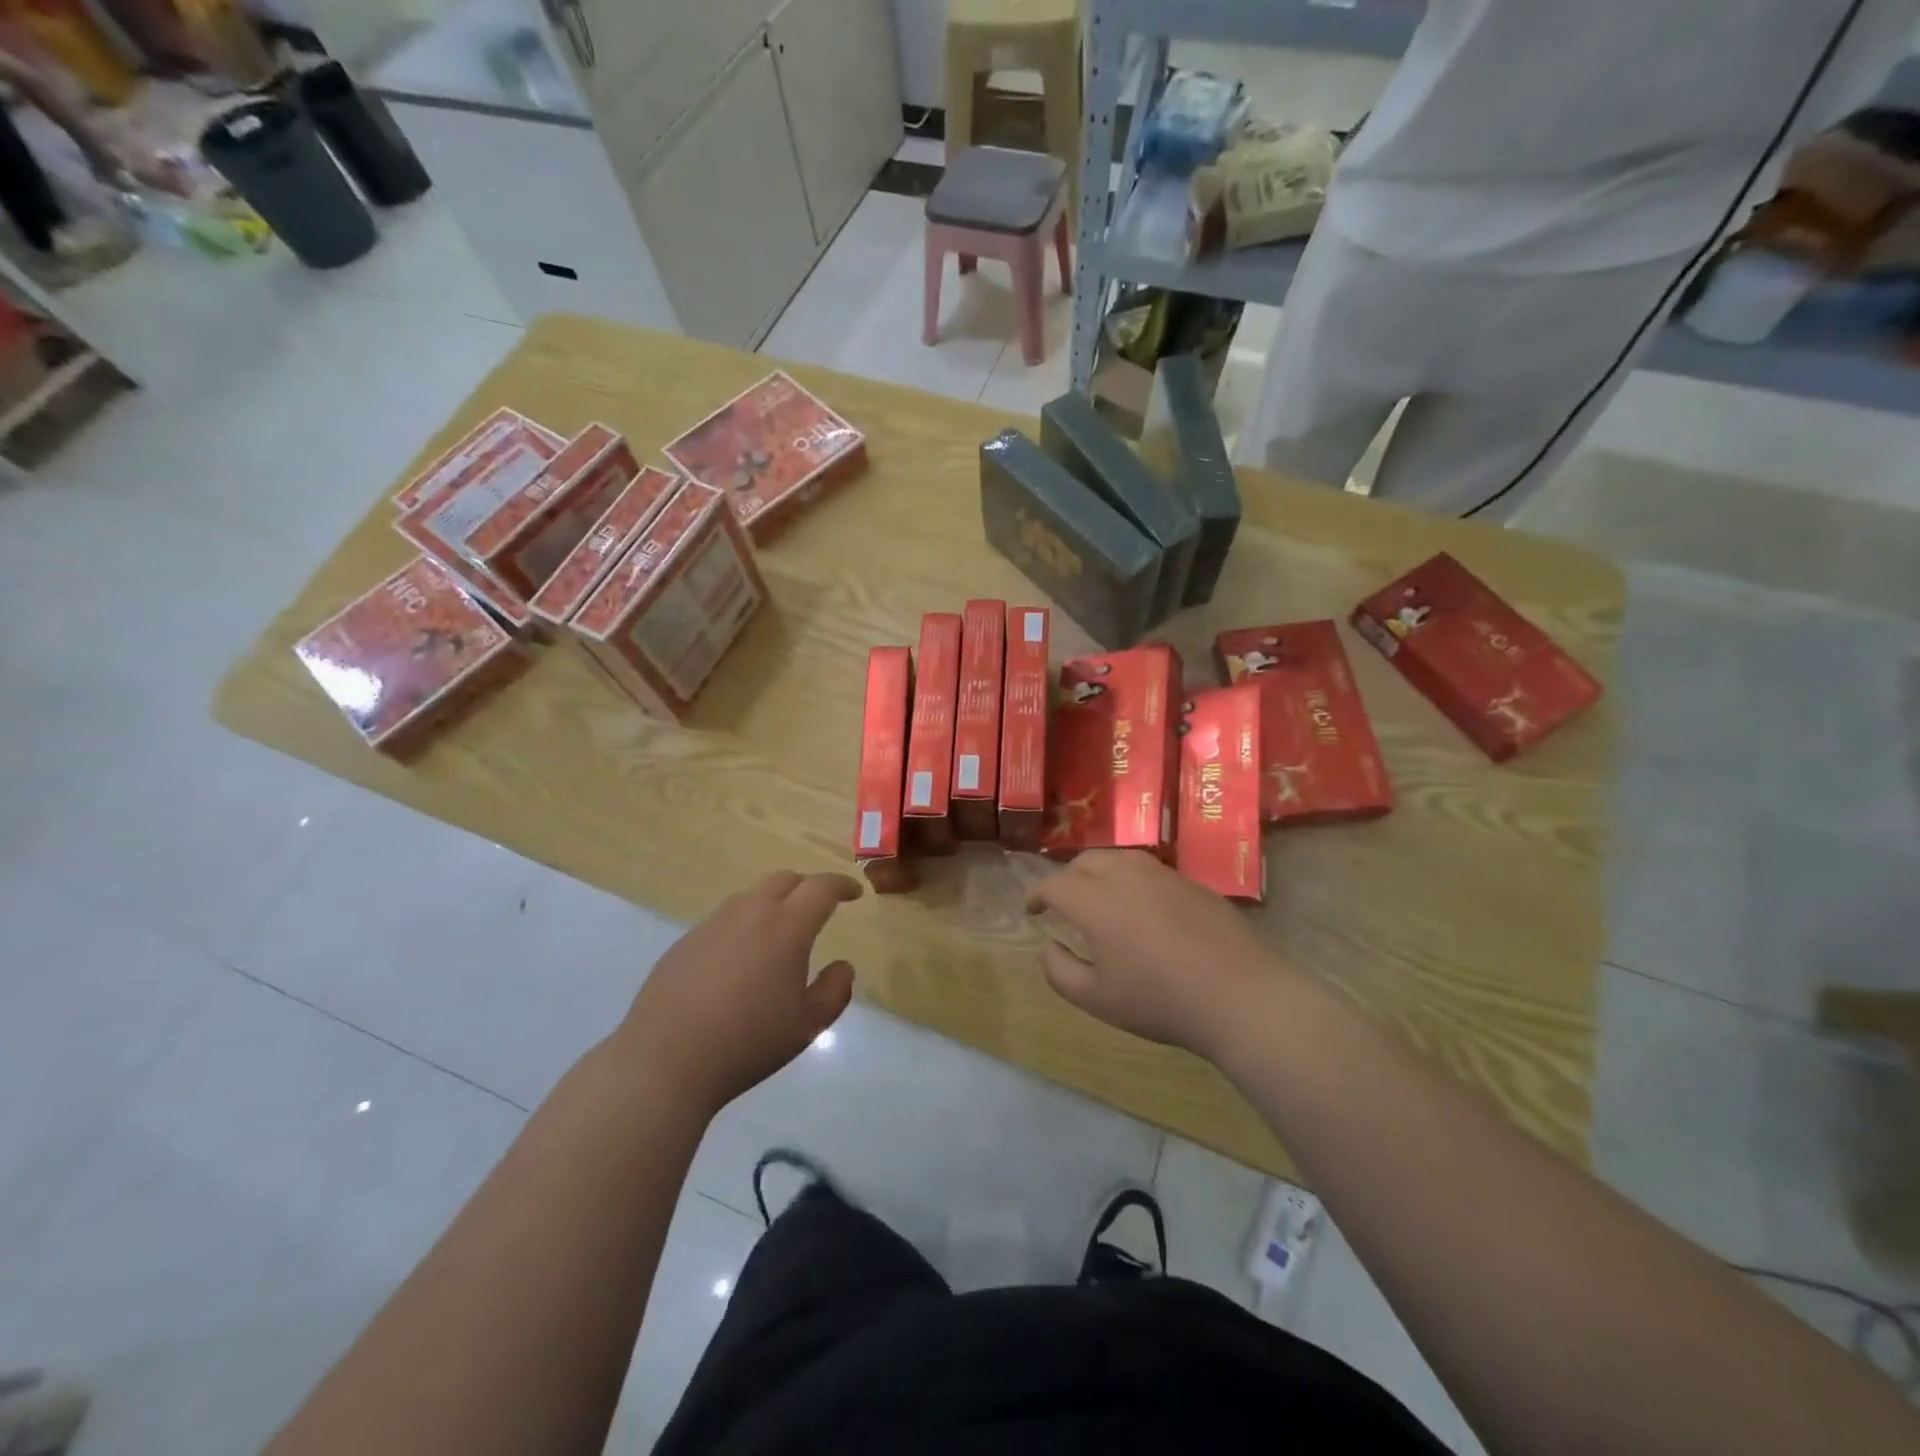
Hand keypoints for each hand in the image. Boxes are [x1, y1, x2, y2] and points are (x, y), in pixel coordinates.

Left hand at [619, 871, 858, 1113]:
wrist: (664, 1061)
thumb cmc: (747, 1042)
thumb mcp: (807, 1025)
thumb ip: (835, 990)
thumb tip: (842, 966)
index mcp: (786, 927)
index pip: (820, 888)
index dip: (841, 885)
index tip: (854, 893)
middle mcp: (749, 913)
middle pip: (784, 880)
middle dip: (807, 887)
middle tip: (819, 907)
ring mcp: (712, 925)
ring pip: (751, 897)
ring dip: (773, 904)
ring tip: (780, 934)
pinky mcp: (685, 942)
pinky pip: (724, 920)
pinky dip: (743, 926)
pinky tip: (740, 961)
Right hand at [1026, 850, 1288, 1059]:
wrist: (1240, 996)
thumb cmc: (1161, 1002)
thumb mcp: (1097, 999)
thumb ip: (1060, 971)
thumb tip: (1047, 946)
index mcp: (1096, 903)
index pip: (1055, 885)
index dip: (1037, 895)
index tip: (1032, 910)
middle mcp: (1126, 877)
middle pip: (1085, 862)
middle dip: (1067, 878)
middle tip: (1064, 902)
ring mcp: (1163, 875)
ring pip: (1119, 857)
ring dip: (1099, 871)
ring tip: (1100, 895)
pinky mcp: (1192, 882)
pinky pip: (1150, 869)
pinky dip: (1132, 878)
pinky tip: (1143, 906)